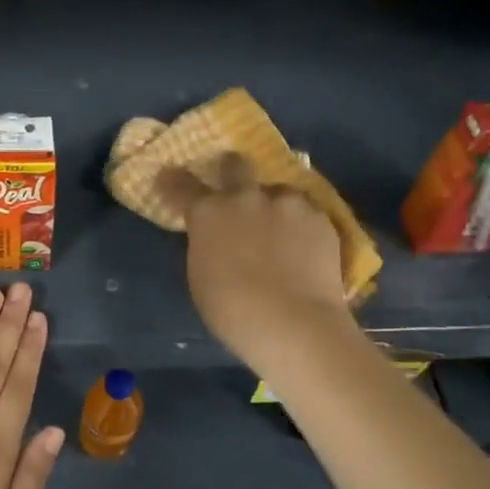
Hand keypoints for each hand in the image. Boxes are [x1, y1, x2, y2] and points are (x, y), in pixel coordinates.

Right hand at [158, 152, 354, 374]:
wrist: (294, 324)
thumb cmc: (232, 311)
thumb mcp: (201, 275)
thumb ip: (206, 245)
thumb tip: (214, 237)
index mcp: (208, 213)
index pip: (182, 185)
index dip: (173, 181)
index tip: (168, 177)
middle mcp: (245, 197)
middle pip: (235, 164)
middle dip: (231, 171)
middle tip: (234, 188)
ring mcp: (286, 203)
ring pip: (277, 190)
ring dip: (273, 204)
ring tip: (281, 231)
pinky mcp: (320, 217)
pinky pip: (306, 212)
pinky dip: (301, 225)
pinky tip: (304, 248)